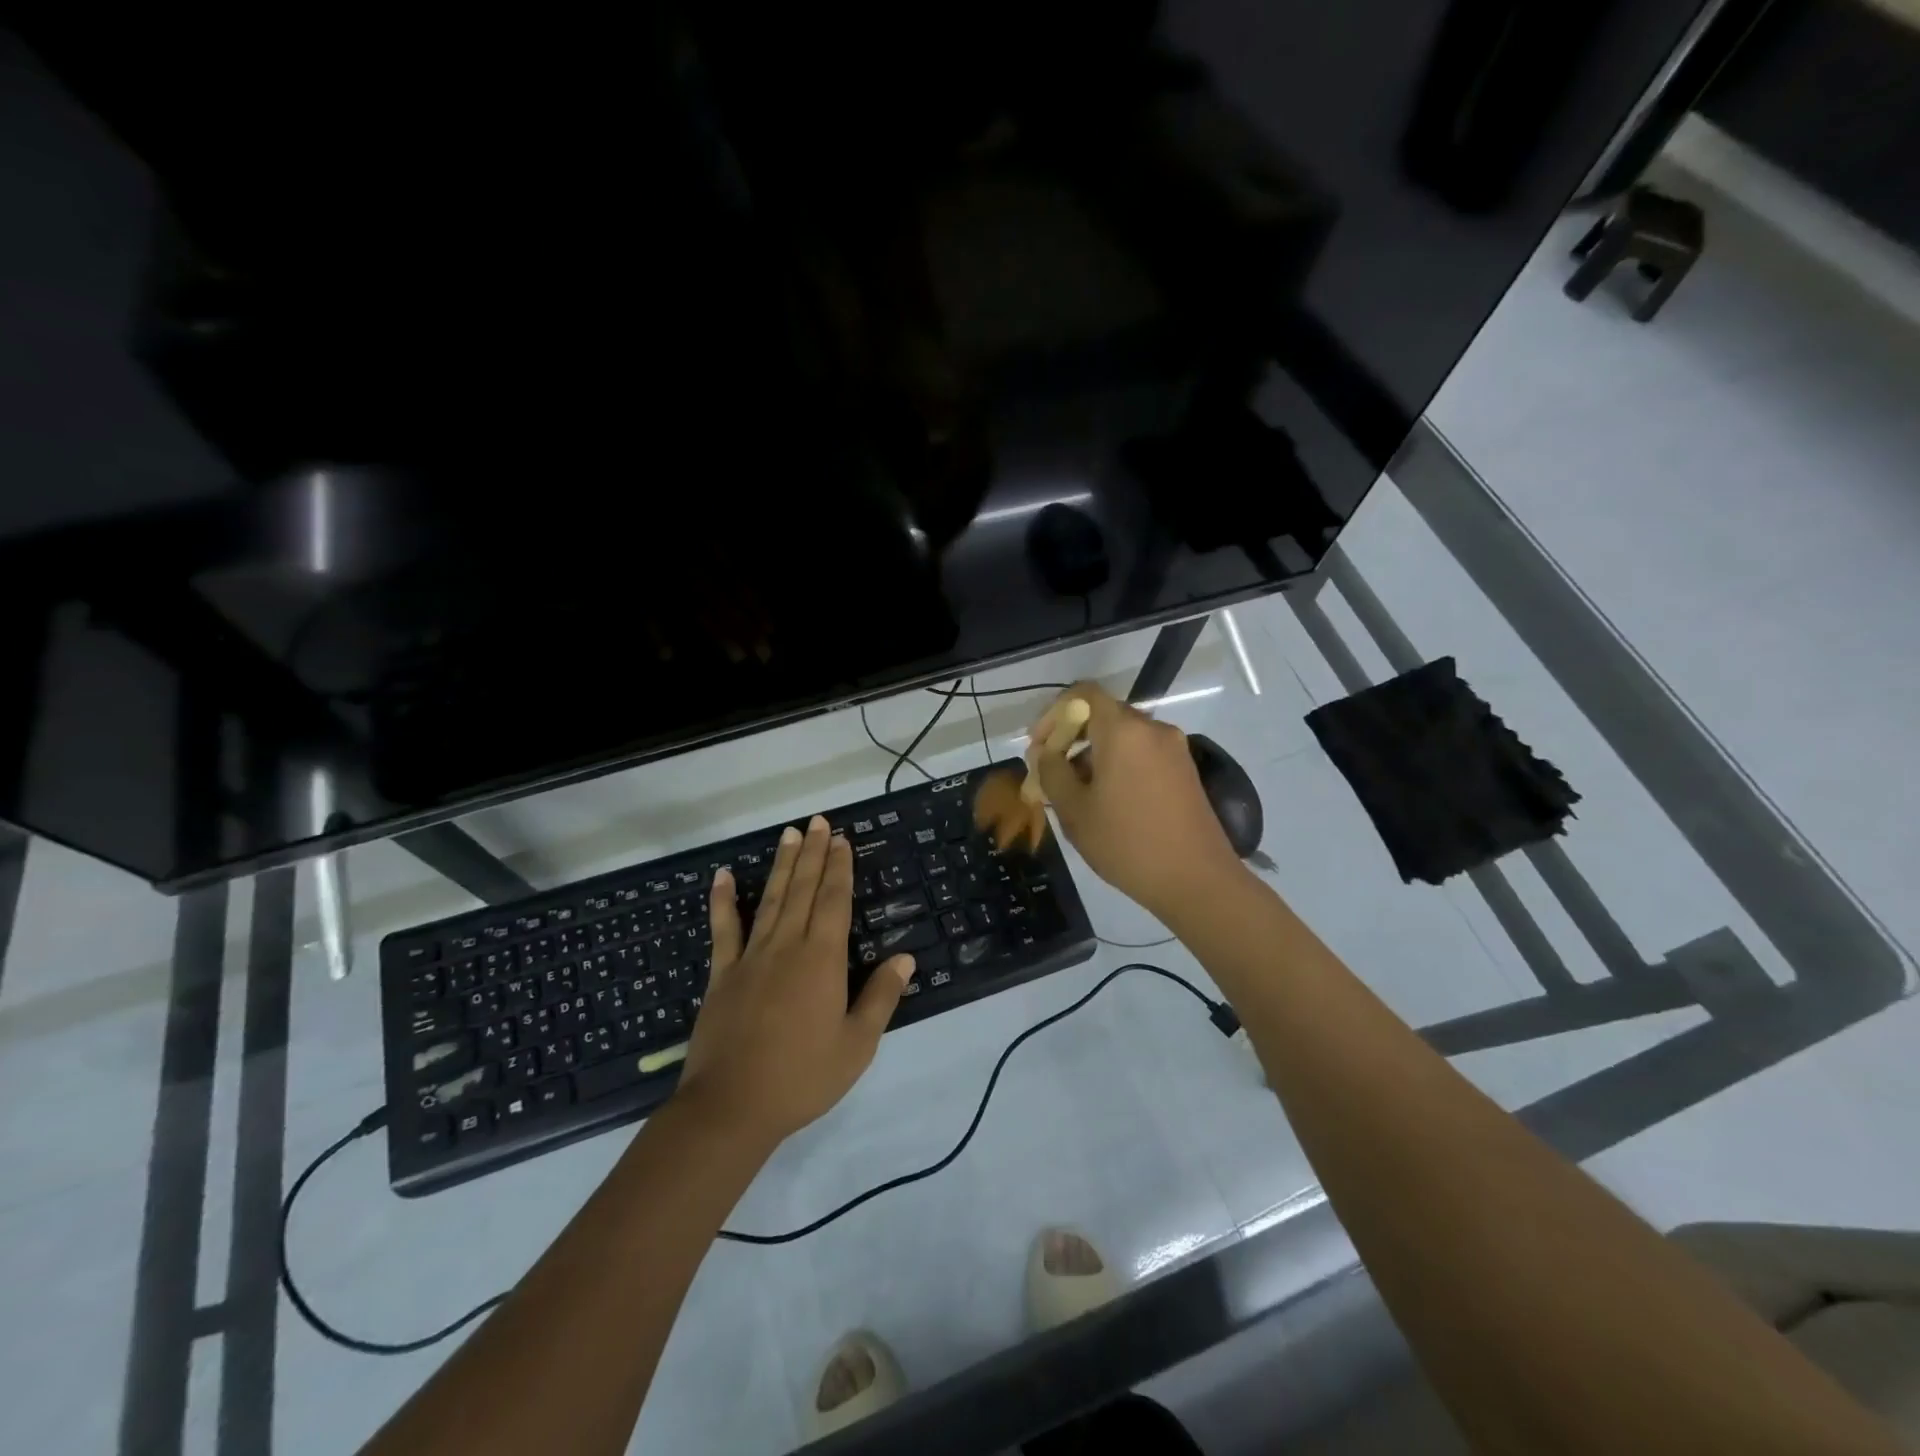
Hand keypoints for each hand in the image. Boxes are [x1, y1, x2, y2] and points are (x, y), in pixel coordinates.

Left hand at [677, 815, 915, 1146]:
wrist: (731, 1107)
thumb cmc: (802, 1077)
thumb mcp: (856, 1045)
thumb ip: (881, 997)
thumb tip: (905, 958)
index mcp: (822, 960)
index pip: (834, 901)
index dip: (839, 868)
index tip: (842, 839)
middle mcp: (787, 946)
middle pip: (803, 889)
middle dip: (814, 854)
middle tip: (818, 822)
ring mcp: (750, 957)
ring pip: (770, 899)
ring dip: (782, 865)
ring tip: (789, 834)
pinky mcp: (723, 974)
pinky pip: (723, 929)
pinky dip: (722, 901)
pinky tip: (721, 876)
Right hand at [1031, 683, 1244, 919]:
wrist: (1197, 880)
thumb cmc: (1127, 843)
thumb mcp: (1074, 811)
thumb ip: (1051, 772)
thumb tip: (1045, 753)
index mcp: (1123, 730)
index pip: (1083, 694)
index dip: (1054, 713)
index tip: (1039, 745)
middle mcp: (1152, 729)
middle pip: (1103, 715)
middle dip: (1071, 738)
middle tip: (1051, 773)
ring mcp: (1174, 748)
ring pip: (1123, 737)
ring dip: (1094, 754)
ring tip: (1077, 795)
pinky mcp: (1185, 770)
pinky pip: (1142, 753)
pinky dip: (1119, 765)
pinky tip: (1108, 802)